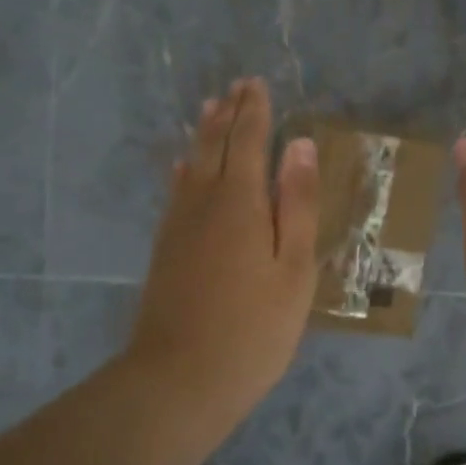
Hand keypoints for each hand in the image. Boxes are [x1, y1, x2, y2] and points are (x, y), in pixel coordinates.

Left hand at [127, 78, 319, 427]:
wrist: (179, 379)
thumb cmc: (253, 329)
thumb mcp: (294, 269)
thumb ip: (298, 205)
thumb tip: (300, 146)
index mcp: (241, 202)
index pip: (247, 141)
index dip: (254, 112)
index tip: (257, 84)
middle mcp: (204, 202)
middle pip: (214, 145)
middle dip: (228, 114)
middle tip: (237, 87)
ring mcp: (178, 225)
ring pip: (191, 164)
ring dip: (204, 133)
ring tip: (211, 109)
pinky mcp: (165, 248)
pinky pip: (176, 191)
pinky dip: (184, 169)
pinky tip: (182, 168)